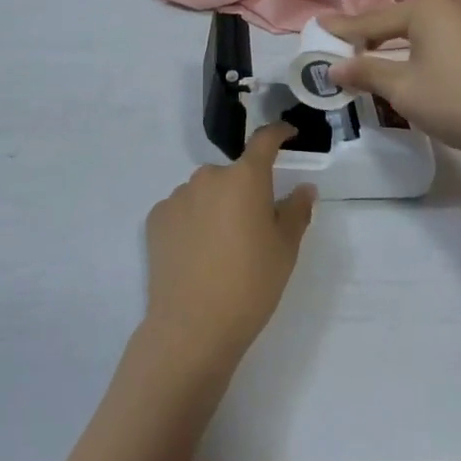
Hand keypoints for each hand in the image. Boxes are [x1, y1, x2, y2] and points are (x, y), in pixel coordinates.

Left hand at [142, 124, 313, 372]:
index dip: (278, 133)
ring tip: (221, 248)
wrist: (192, 327)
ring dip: (216, 206)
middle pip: (233, 175)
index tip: (287, 134)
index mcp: (245, 178)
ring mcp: (178, 195)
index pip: (264, 140)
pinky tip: (196, 254)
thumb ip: (296, 211)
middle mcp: (208, 176)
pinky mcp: (156, 217)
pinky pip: (182, 210)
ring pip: (205, 192)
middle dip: (244, 192)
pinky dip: (191, 222)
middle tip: (253, 228)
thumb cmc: (250, 285)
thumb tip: (304, 188)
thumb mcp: (285, 250)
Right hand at [325, 0, 460, 160]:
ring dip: (395, 44)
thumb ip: (366, 72)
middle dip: (369, 36)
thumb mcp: (403, 89)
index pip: (372, 21)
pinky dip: (420, 49)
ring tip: (370, 55)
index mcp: (426, 7)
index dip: (343, 31)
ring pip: (421, 30)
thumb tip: (334, 67)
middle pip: (396, 21)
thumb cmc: (457, 100)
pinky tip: (410, 63)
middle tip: (341, 47)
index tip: (317, 29)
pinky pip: (441, 38)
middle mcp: (450, 3)